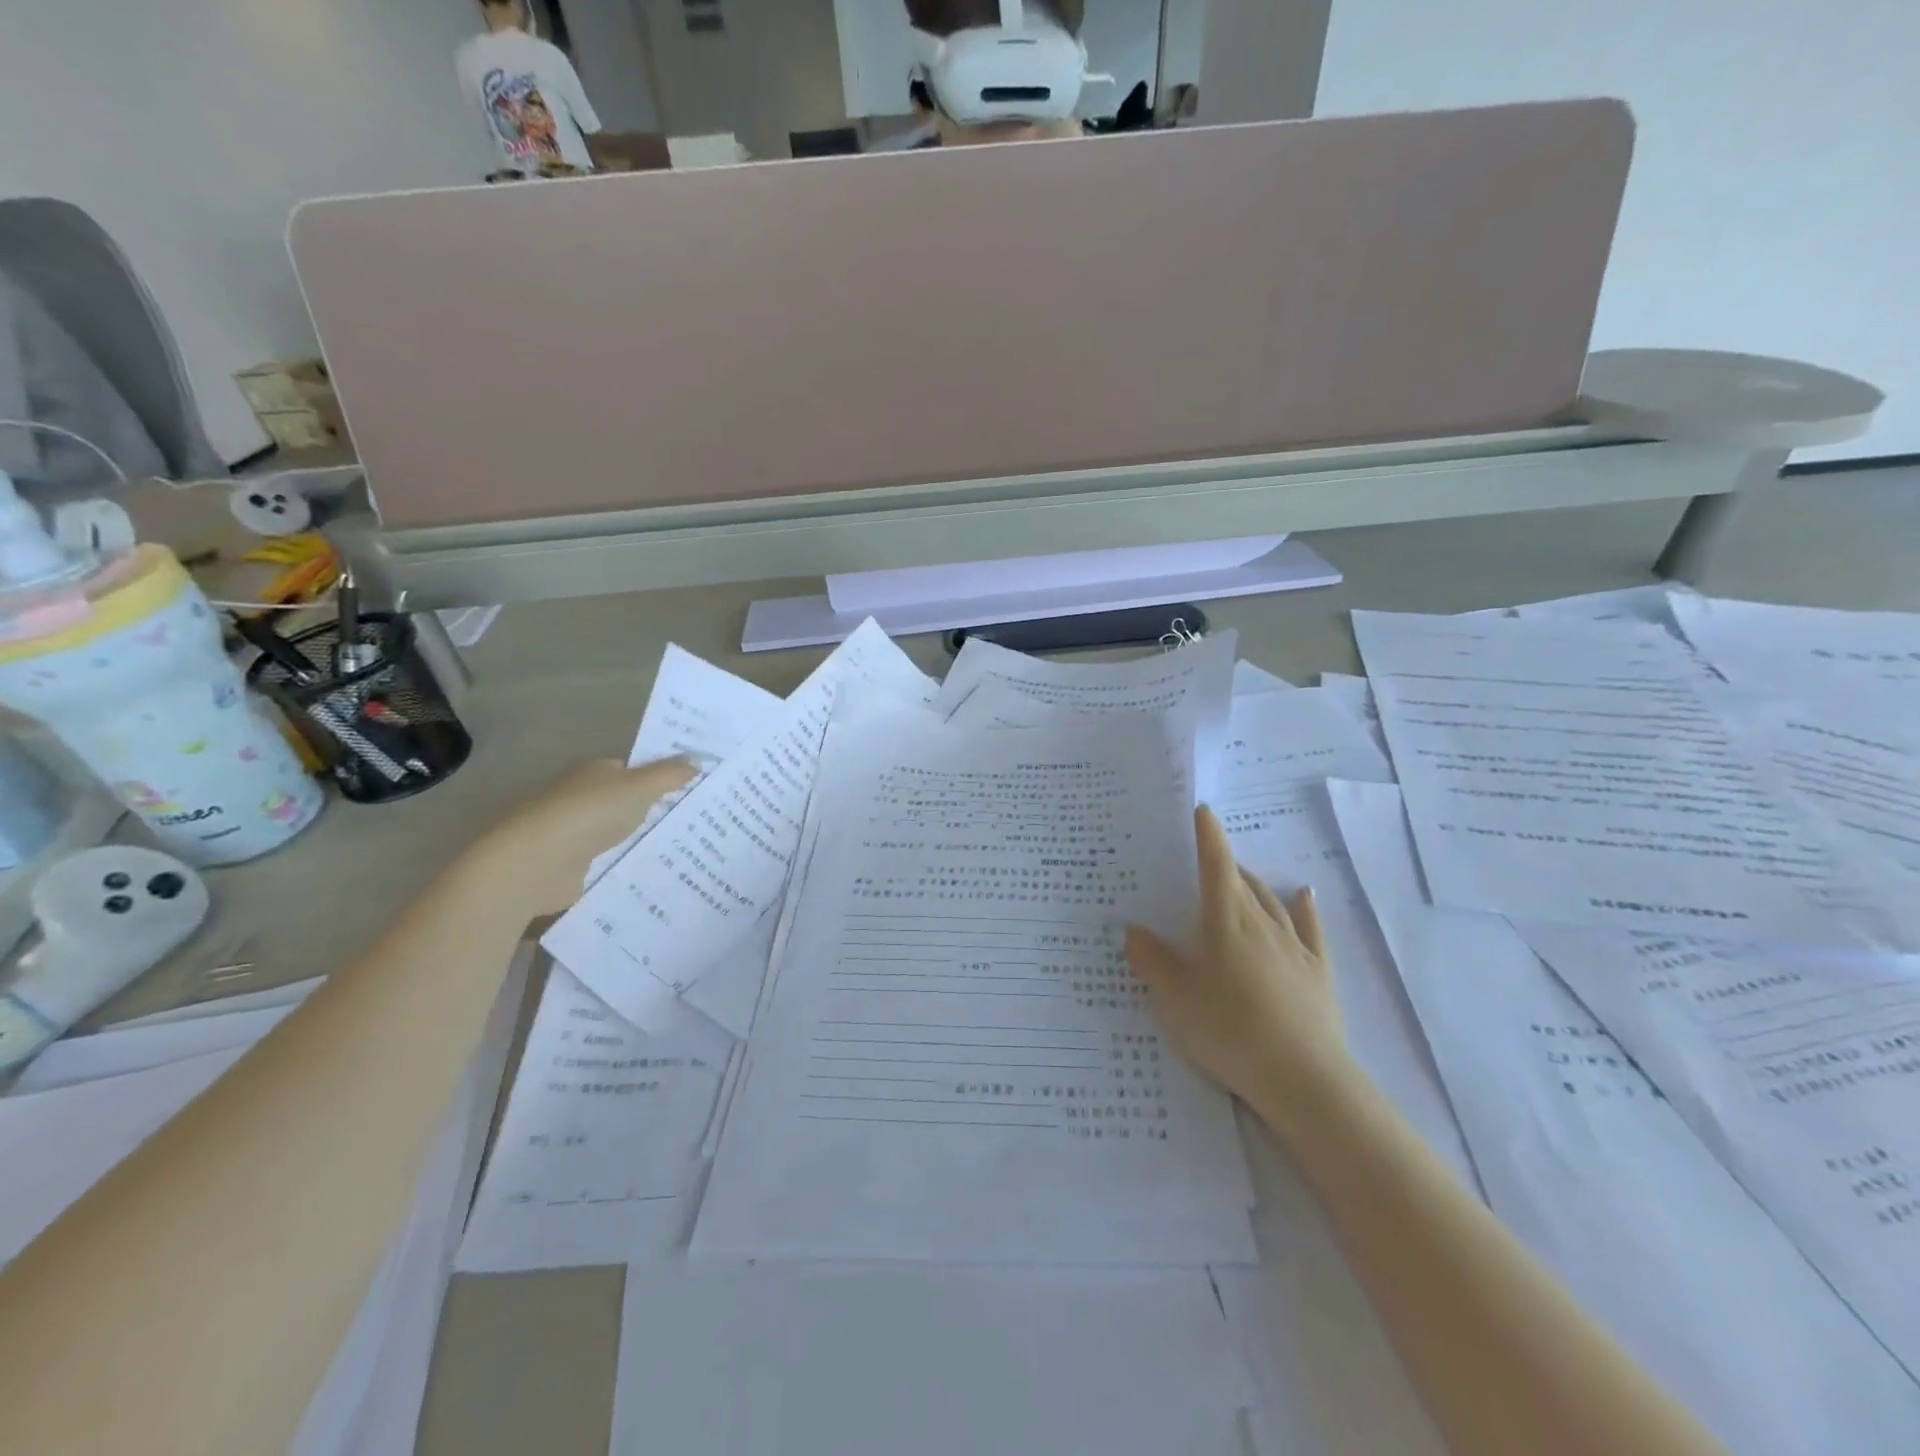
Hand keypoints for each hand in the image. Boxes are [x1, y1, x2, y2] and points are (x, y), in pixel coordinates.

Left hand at [469, 757, 694, 917]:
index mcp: (597, 772)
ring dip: (650, 840)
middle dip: (662, 810)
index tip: (700, 790)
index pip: (637, 770)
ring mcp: (580, 833)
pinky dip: (634, 864)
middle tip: (706, 821)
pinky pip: (616, 861)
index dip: (667, 777)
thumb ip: (670, 774)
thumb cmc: (588, 814)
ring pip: (625, 833)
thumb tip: (699, 760)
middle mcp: (586, 798)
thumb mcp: (638, 787)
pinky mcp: (577, 866)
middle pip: (632, 802)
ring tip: (695, 850)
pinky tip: (663, 872)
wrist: (535, 864)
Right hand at [1126, 806, 1350, 1111]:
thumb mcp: (1177, 1000)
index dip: (1208, 836)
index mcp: (1226, 921)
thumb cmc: (1230, 1030)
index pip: (1216, 865)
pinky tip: (1302, 895)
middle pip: (1242, 880)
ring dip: (1253, 883)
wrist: (1303, 1078)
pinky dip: (1302, 906)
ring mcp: (1294, 945)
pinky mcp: (1317, 970)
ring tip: (1239, 877)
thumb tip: (1133, 928)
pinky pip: (1309, 927)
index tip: (1202, 810)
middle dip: (1224, 863)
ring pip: (1271, 900)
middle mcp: (1262, 922)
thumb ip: (1153, 961)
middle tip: (1204, 861)